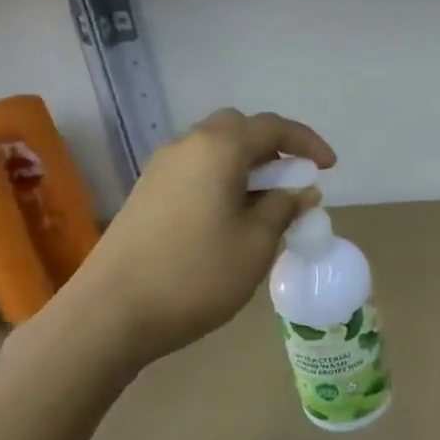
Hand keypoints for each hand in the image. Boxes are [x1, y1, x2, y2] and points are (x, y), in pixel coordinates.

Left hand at [62, 109, 332, 368]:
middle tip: (291, 181)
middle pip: (238, 129)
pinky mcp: (145, 192)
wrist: (110, 312)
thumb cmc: (196, 274)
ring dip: (245, 166)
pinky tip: (229, 219)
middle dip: (272, 149)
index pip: (272, 127)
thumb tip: (300, 189)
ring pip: (214, 150)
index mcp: (218, 148)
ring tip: (265, 205)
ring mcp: (160, 168)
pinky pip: (195, 171)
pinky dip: (221, 180)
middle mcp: (187, 145)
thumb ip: (283, 208)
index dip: (307, 142)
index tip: (329, 167)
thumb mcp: (256, 244)